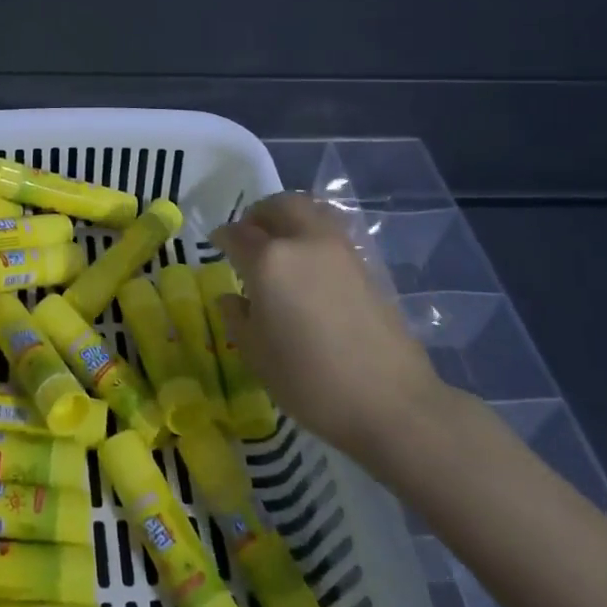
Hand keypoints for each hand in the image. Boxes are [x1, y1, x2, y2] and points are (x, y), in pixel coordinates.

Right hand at [213, 192, 448, 461]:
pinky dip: (314, 234)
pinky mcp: (366, 265)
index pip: (237, 234)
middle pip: (279, 205)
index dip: (222, 237)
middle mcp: (304, 242)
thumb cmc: (309, 380)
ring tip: (281, 244)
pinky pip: (331, 233)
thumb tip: (231, 298)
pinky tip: (308, 266)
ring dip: (290, 217)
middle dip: (259, 214)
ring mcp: (340, 250)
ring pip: (311, 211)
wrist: (390, 401)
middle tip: (249, 235)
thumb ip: (237, 317)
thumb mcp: (256, 354)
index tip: (216, 244)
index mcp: (269, 260)